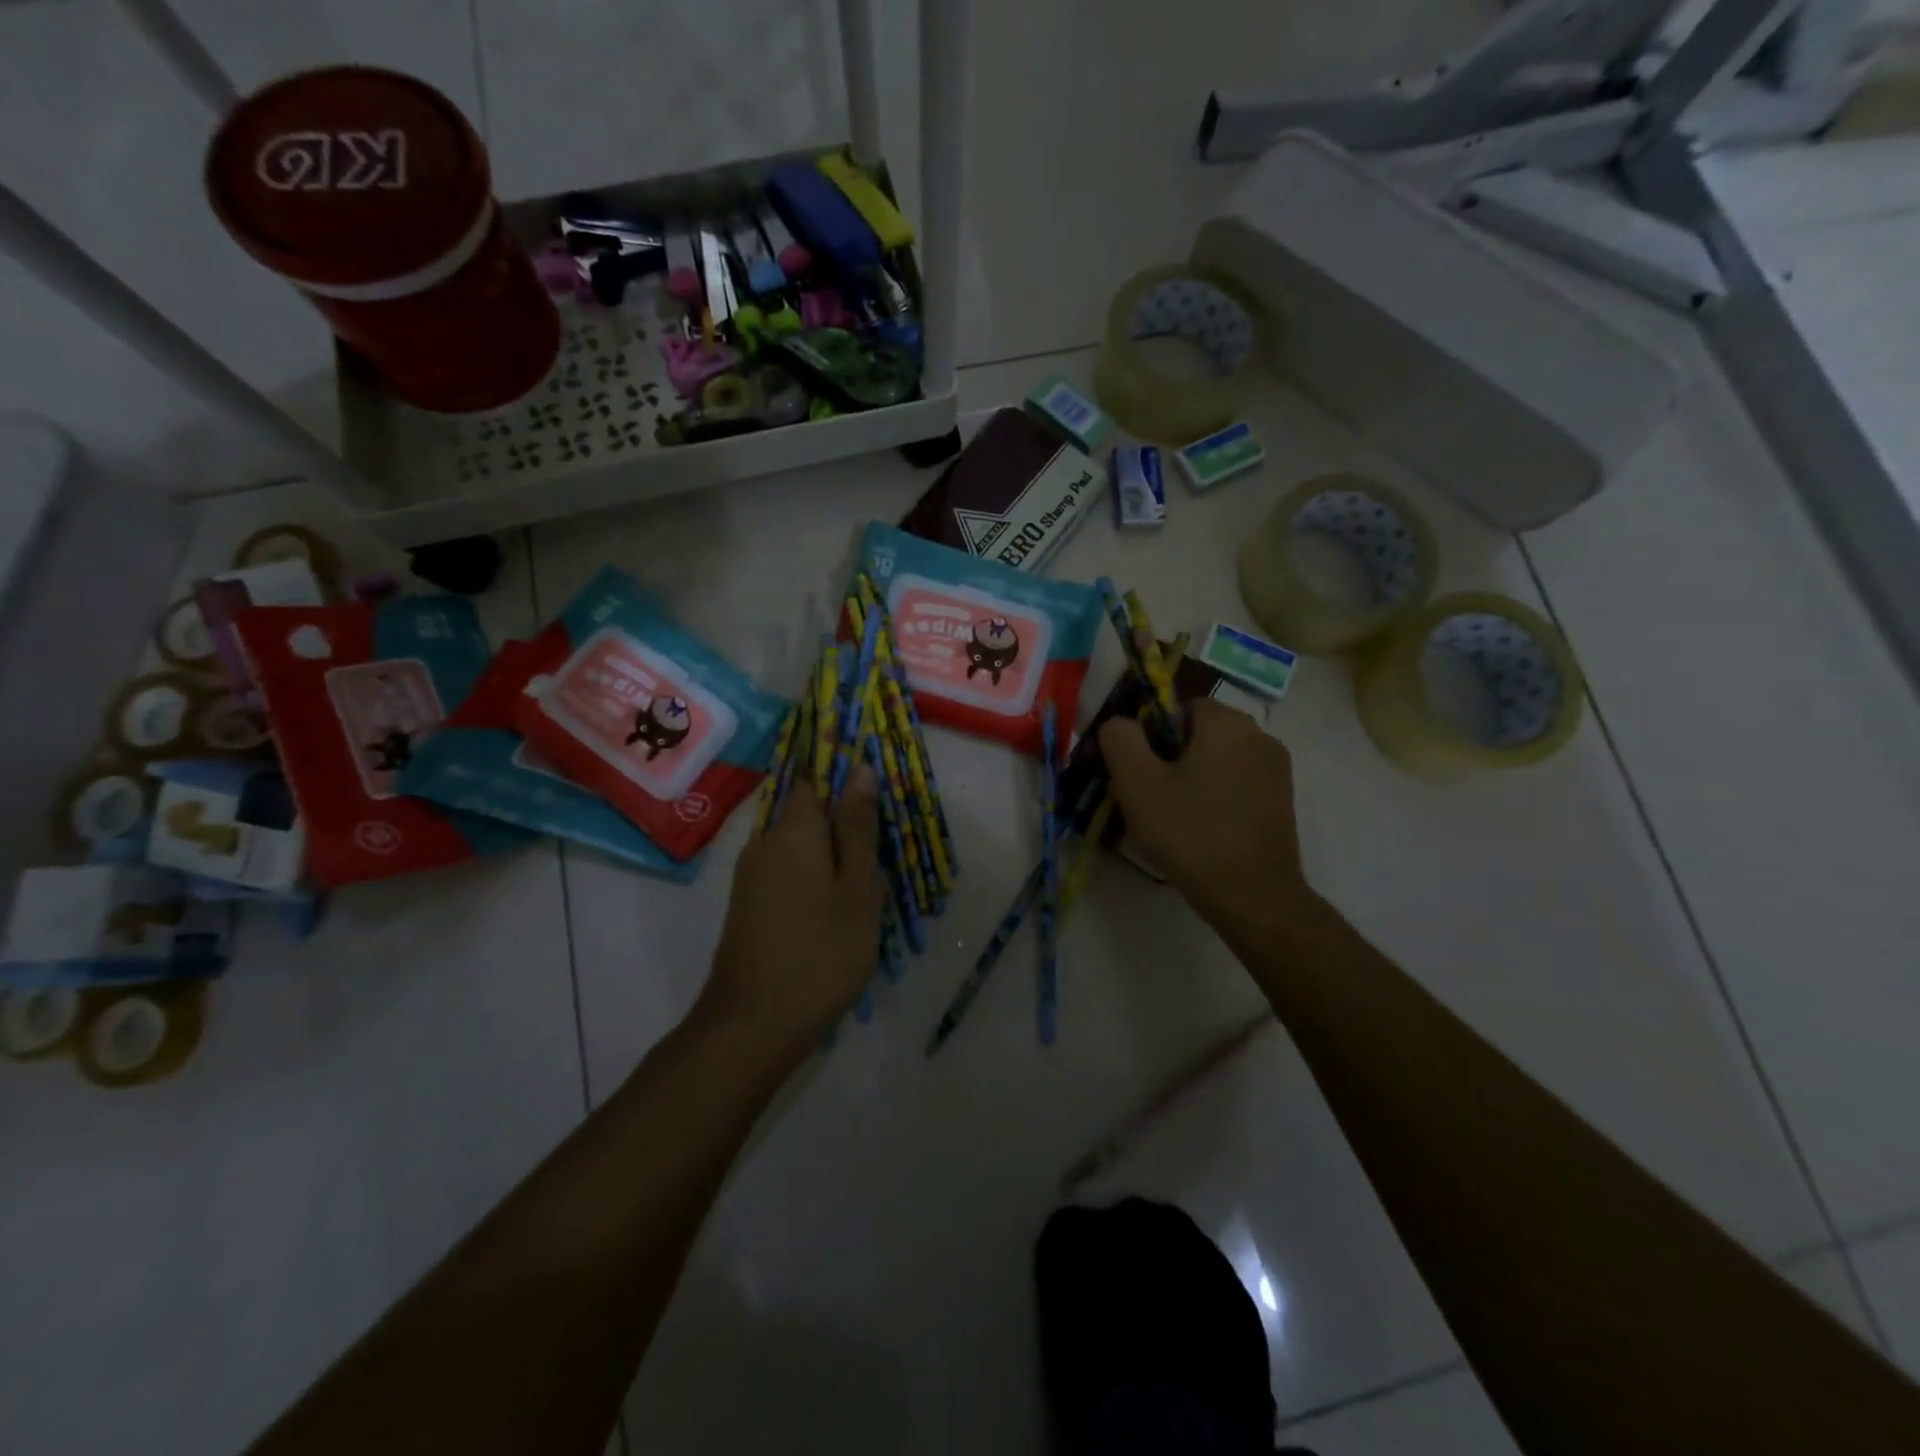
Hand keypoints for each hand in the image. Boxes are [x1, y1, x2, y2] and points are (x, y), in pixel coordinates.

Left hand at [696, 769, 884, 1071]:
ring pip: (797, 845)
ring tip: (863, 885)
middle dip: (842, 824)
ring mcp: (750, 874)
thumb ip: (857, 828)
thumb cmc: (821, 953)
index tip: (874, 800)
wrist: (753, 1024)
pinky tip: (833, 907)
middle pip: (806, 813)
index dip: (844, 778)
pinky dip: (812, 876)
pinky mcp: (747, 902)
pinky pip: (785, 870)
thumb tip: (860, 769)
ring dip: (829, 855)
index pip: (815, 779)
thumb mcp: (856, 889)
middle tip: (879, 854)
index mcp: (793, 830)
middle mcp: (764, 841)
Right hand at [1098, 697, 1316, 937]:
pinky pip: (1238, 783)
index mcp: (1226, 722)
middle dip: (1171, 758)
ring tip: (1175, 817)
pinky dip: (1217, 797)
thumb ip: (1120, 739)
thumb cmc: (1191, 833)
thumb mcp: (1137, 784)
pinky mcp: (1283, 800)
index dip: (1151, 736)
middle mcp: (1260, 734)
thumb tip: (1119, 722)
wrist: (1253, 895)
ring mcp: (1277, 769)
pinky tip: (1204, 829)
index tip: (1139, 772)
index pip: (1177, 707)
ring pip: (1219, 760)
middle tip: (1151, 798)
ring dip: (1195, 778)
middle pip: (1199, 733)